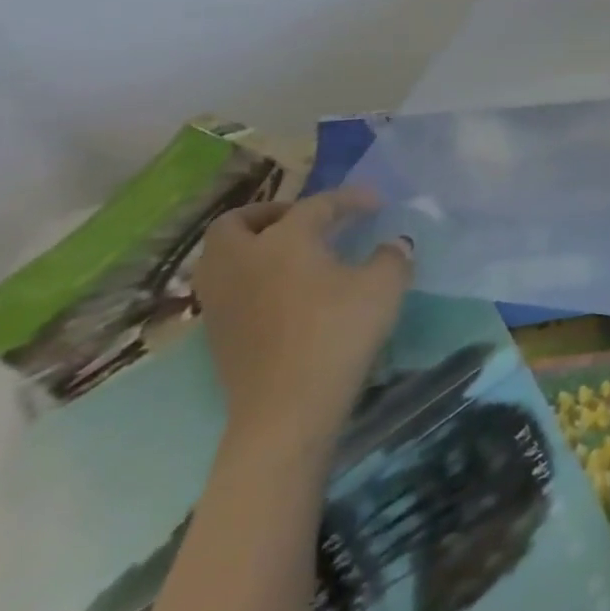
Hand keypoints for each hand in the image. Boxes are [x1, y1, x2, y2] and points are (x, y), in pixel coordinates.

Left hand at [193, 186, 413, 459]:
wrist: (287, 411)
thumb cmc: (337, 334)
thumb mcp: (384, 286)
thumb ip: (392, 256)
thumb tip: (393, 245)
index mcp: (282, 240)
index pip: (316, 205)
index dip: (349, 199)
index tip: (375, 203)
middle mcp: (241, 261)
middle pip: (236, 222)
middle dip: (269, 213)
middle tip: (305, 220)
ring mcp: (221, 300)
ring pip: (221, 256)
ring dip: (250, 246)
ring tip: (289, 254)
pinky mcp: (216, 334)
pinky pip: (226, 287)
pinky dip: (248, 277)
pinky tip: (281, 290)